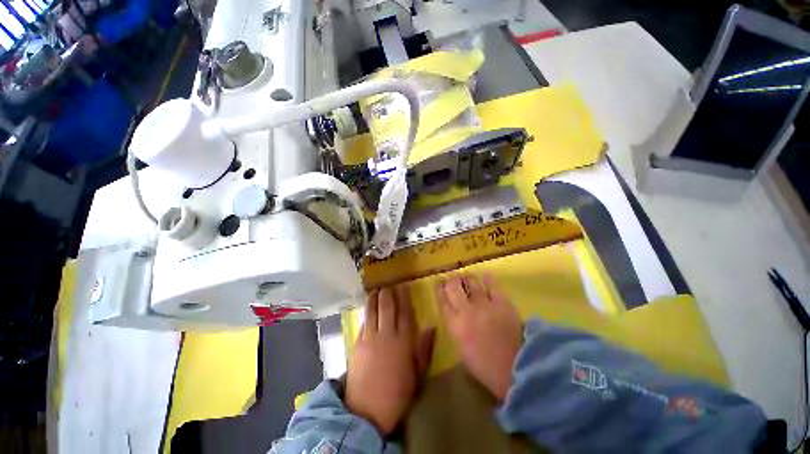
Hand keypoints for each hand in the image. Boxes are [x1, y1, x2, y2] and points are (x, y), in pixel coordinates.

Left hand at [345, 286, 434, 434]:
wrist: (367, 410)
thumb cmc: (397, 394)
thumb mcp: (417, 374)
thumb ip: (424, 349)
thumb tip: (431, 328)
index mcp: (403, 342)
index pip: (405, 313)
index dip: (404, 298)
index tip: (404, 287)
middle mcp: (387, 334)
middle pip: (387, 307)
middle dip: (388, 293)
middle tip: (389, 286)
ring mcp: (370, 337)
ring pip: (373, 310)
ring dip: (374, 298)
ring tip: (376, 290)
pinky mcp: (358, 343)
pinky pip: (364, 322)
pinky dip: (367, 312)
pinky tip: (368, 307)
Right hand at [436, 273, 521, 401]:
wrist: (516, 369)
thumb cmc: (485, 367)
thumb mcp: (462, 350)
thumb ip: (456, 329)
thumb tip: (455, 315)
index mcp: (454, 326)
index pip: (443, 301)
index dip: (439, 289)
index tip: (438, 282)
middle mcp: (466, 311)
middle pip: (454, 288)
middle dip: (451, 280)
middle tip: (453, 278)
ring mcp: (484, 305)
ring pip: (471, 283)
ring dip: (467, 278)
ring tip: (466, 275)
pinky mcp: (502, 303)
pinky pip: (493, 285)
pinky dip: (488, 279)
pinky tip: (485, 275)